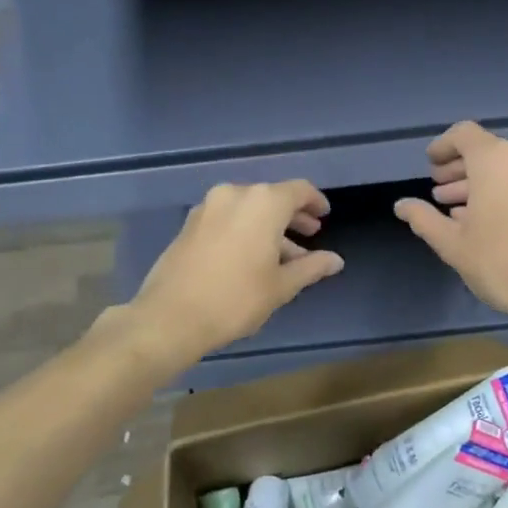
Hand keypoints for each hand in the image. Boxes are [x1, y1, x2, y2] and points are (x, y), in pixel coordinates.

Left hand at [130, 181, 343, 365]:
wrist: (171, 316)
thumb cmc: (236, 299)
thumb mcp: (282, 286)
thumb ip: (311, 267)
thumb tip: (336, 260)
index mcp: (263, 202)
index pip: (299, 190)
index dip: (315, 202)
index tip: (324, 217)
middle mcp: (235, 194)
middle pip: (272, 197)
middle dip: (293, 216)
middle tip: (310, 234)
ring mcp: (208, 207)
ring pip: (248, 209)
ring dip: (269, 226)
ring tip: (285, 256)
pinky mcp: (190, 223)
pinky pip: (228, 218)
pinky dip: (245, 230)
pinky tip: (252, 257)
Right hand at [394, 122, 507, 342]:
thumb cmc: (502, 264)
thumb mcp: (453, 244)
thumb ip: (424, 219)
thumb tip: (401, 206)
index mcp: (496, 159)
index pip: (464, 134)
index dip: (443, 147)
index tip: (430, 165)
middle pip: (487, 151)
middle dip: (460, 170)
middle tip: (439, 191)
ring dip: (482, 184)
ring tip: (460, 211)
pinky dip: (506, 192)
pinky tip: (492, 222)